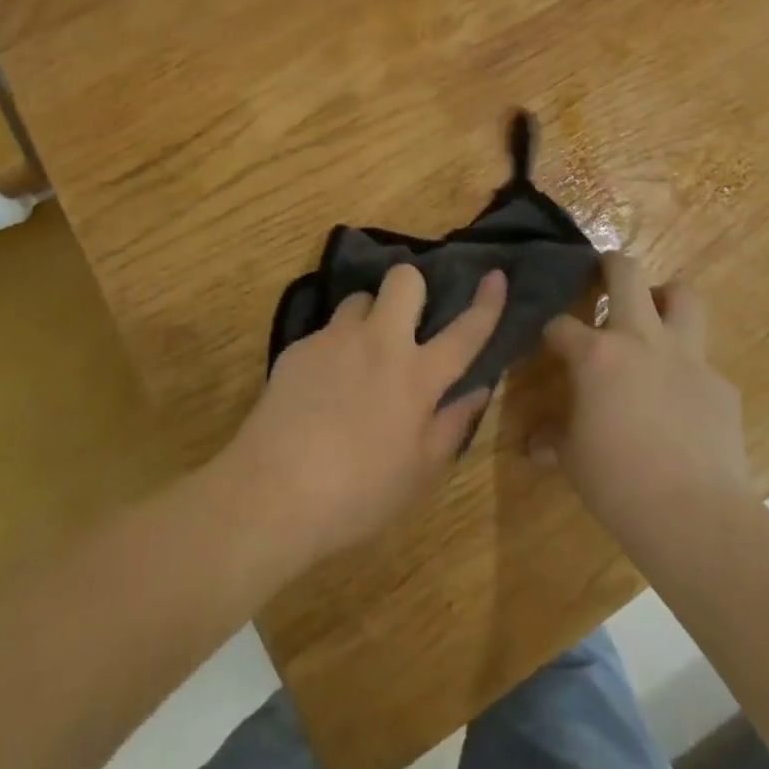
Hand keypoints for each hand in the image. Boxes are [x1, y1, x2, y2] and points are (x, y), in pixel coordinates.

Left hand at [226, 264, 504, 566]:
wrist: (272, 492)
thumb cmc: (358, 493)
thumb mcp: (419, 473)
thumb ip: (452, 424)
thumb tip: (478, 389)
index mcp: (417, 376)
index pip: (465, 332)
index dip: (486, 303)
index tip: (495, 275)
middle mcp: (380, 343)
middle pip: (404, 280)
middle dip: (412, 287)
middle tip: (406, 321)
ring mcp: (335, 339)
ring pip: (360, 299)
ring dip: (368, 318)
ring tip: (358, 355)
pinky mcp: (299, 347)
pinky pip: (326, 331)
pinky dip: (333, 348)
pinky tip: (320, 387)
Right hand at [533, 253, 748, 549]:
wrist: (694, 515)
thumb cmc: (618, 482)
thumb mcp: (573, 459)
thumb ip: (555, 439)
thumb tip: (535, 444)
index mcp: (597, 354)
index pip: (562, 325)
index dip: (552, 331)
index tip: (550, 341)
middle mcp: (641, 340)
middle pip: (627, 274)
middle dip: (611, 265)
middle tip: (604, 273)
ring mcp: (686, 357)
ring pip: (683, 296)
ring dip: (666, 298)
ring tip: (654, 315)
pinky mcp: (720, 385)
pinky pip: (703, 362)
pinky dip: (689, 369)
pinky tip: (682, 399)